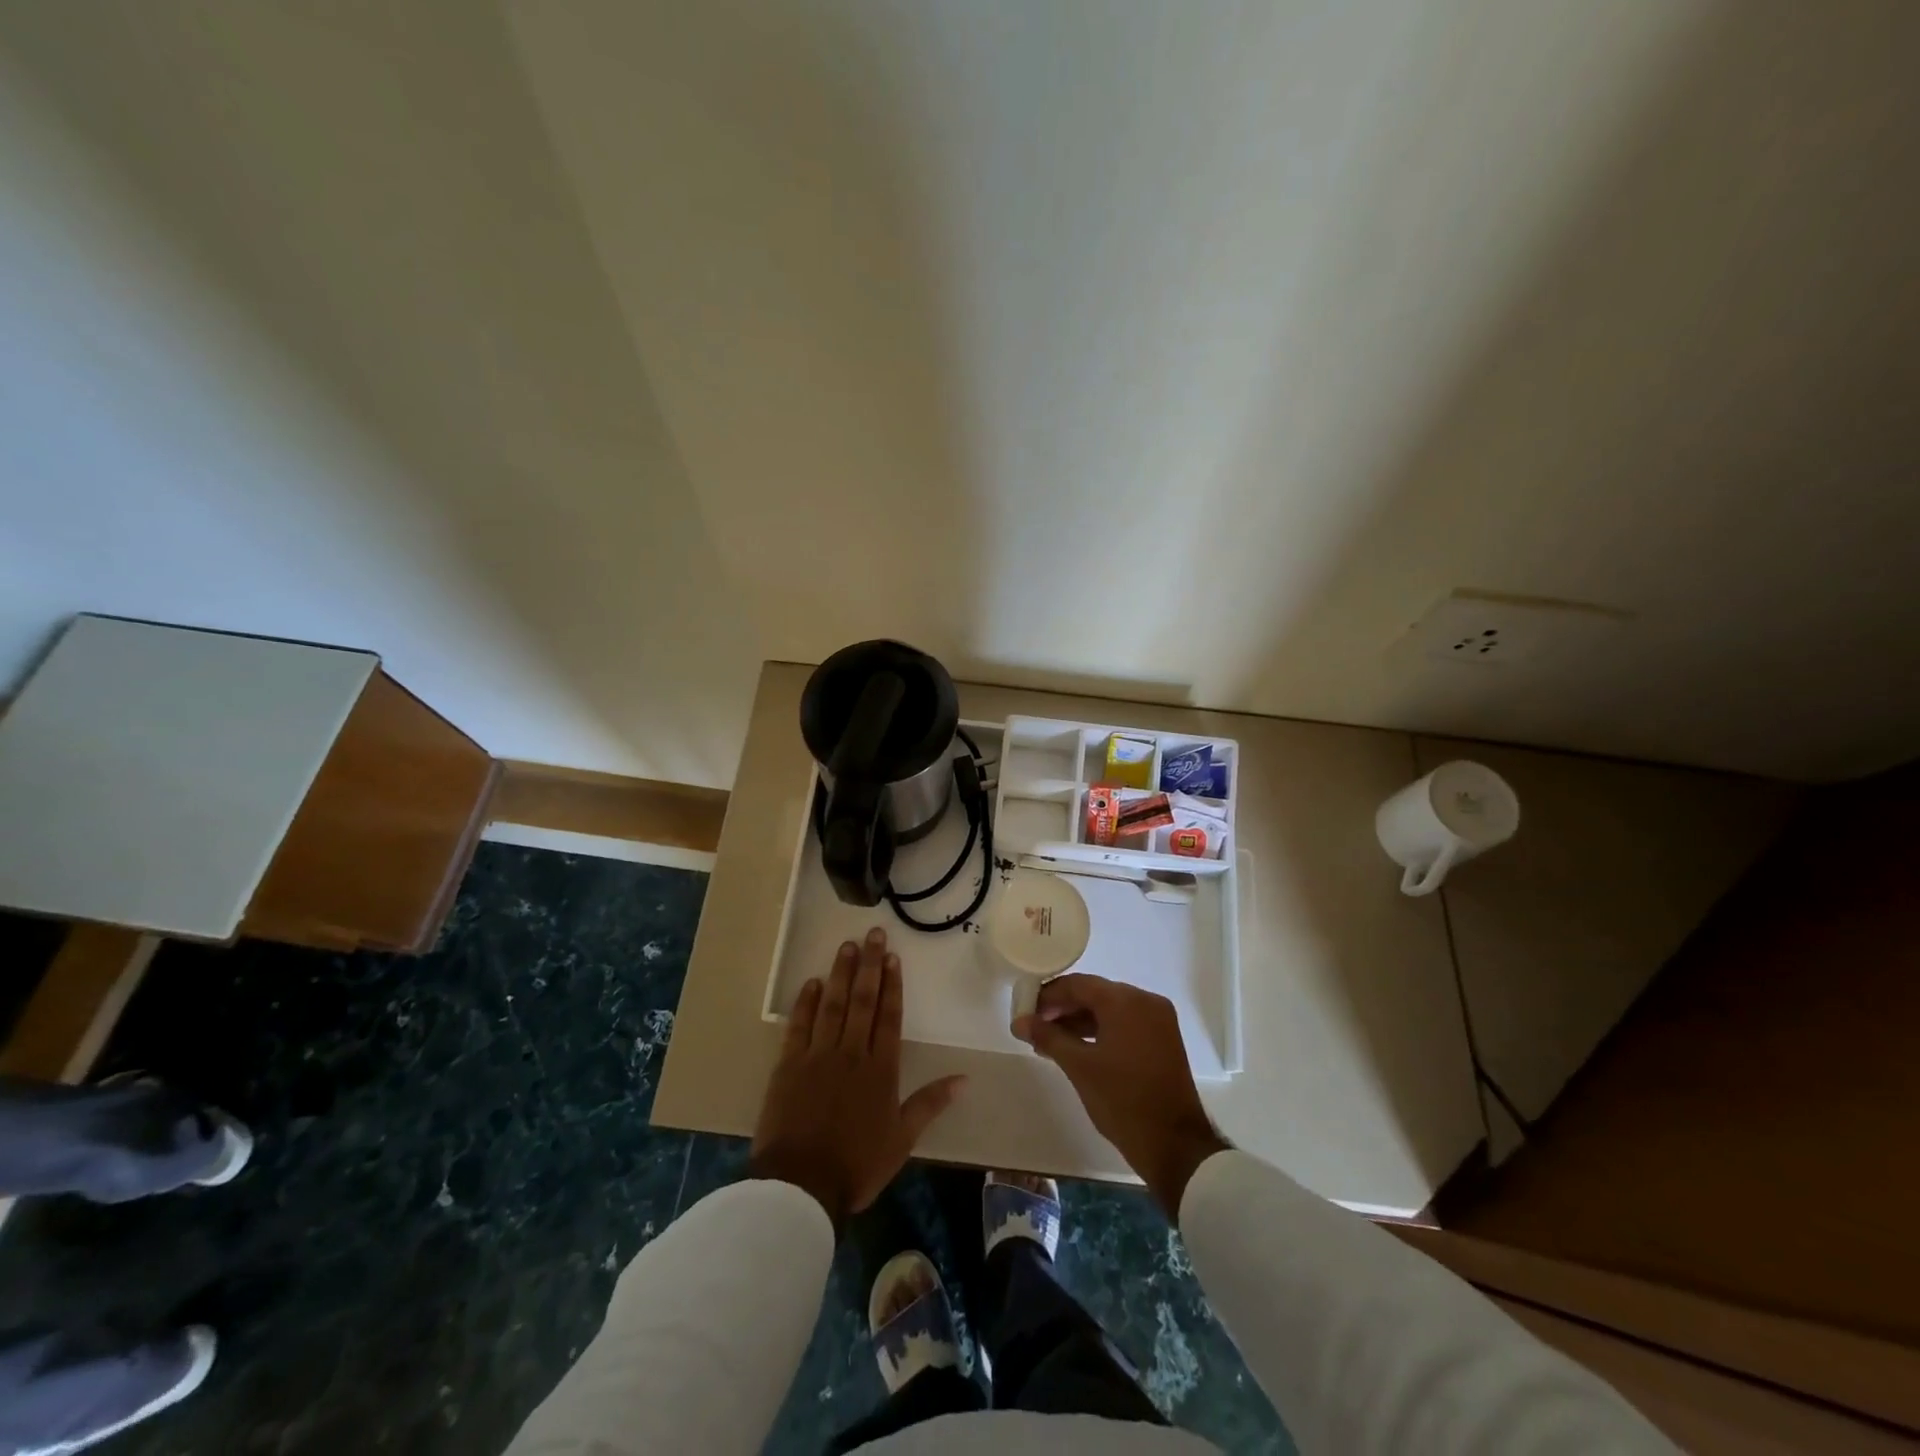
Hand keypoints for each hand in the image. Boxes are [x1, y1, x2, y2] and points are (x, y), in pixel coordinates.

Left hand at [750, 927, 965, 1229]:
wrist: (801, 1185)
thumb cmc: (857, 1164)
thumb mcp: (902, 1139)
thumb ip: (930, 1103)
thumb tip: (965, 1078)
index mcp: (880, 1069)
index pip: (889, 1017)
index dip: (892, 986)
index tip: (893, 957)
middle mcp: (851, 1053)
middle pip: (862, 1001)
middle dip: (869, 965)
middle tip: (873, 934)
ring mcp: (817, 1056)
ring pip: (832, 1005)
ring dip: (840, 974)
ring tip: (846, 946)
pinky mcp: (788, 1065)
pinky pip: (799, 1026)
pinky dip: (806, 1003)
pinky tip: (813, 982)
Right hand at [1013, 974, 1228, 1215]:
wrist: (1174, 1145)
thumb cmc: (1122, 1100)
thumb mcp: (1079, 1067)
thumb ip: (1048, 1037)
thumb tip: (1019, 1021)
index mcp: (1125, 1001)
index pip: (1078, 984)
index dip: (1048, 995)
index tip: (1025, 1010)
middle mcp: (1145, 1001)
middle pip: (1095, 994)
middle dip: (1063, 1009)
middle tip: (1034, 1027)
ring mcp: (1157, 1020)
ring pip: (1109, 1010)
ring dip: (1079, 1021)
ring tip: (1049, 1041)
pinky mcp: (1162, 1039)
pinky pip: (1124, 1024)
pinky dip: (1100, 1032)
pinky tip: (1076, 1048)